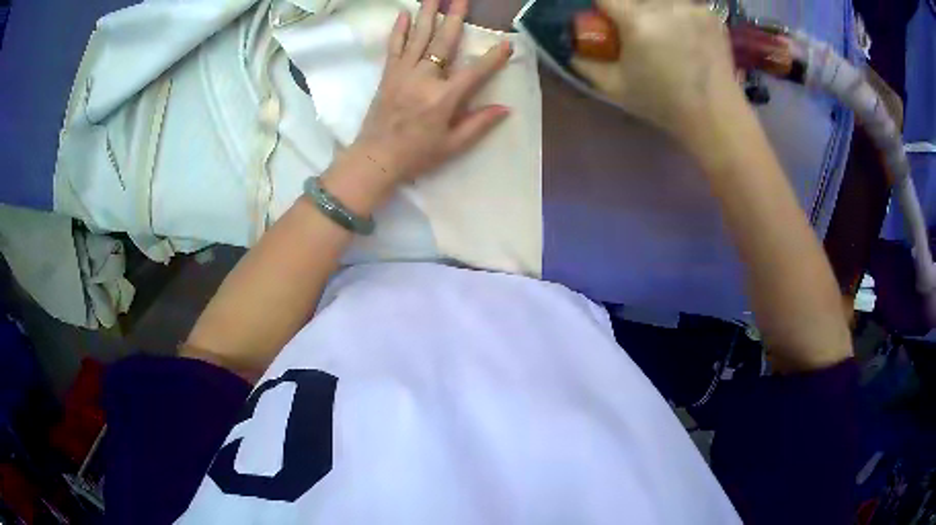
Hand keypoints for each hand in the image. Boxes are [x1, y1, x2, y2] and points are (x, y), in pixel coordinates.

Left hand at [346, 0, 512, 189]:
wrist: (375, 158)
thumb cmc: (417, 154)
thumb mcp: (453, 145)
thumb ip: (479, 124)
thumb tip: (505, 108)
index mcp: (444, 98)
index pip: (475, 72)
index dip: (493, 58)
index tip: (507, 44)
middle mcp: (424, 79)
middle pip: (443, 42)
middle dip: (455, 17)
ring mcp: (403, 73)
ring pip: (418, 37)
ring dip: (428, 14)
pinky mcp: (389, 74)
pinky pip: (395, 46)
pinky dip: (399, 29)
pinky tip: (404, 13)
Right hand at [572, 0, 740, 143]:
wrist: (715, 115)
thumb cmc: (663, 104)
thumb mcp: (616, 89)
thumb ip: (586, 65)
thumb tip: (573, 50)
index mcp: (637, 22)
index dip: (602, 6)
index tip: (606, 17)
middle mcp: (664, 7)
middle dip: (630, 7)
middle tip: (636, 29)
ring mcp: (690, 7)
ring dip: (655, 8)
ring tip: (662, 30)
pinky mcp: (710, 14)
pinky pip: (685, 3)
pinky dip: (679, 11)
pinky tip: (684, 30)